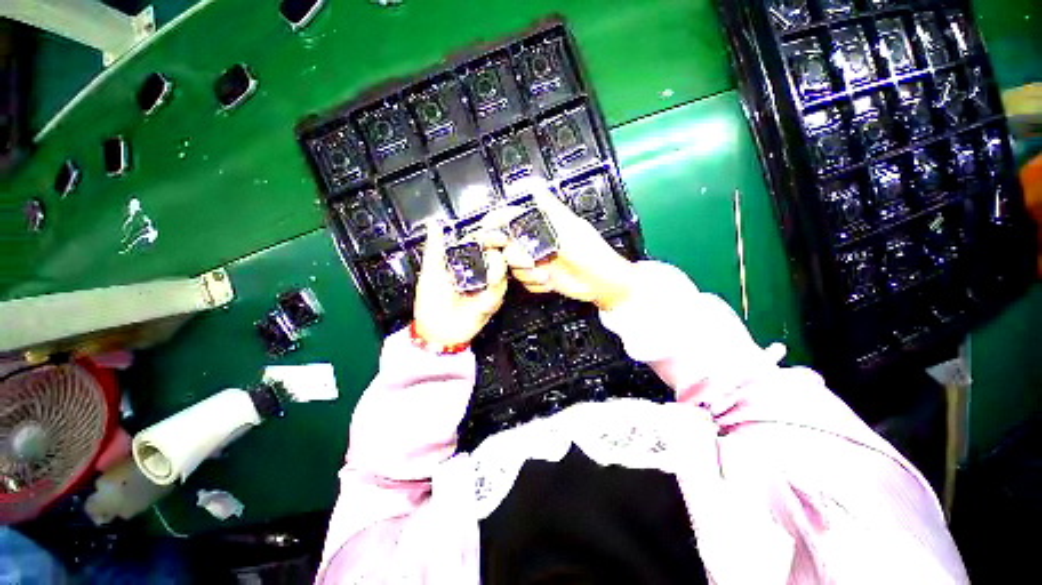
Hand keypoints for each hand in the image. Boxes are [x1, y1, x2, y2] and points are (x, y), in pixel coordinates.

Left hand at [413, 222, 508, 347]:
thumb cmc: (430, 302)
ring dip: (496, 272)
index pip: (480, 241)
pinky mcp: (493, 298)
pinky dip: (494, 291)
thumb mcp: (430, 271)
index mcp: (462, 260)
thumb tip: (434, 223)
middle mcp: (477, 270)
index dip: (489, 236)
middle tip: (497, 254)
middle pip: (495, 254)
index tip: (495, 233)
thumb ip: (435, 247)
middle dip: (497, 253)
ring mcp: (487, 284)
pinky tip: (484, 297)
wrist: (439, 331)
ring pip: (501, 270)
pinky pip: (500, 289)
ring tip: (487, 280)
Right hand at [502, 183, 636, 310]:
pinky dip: (535, 283)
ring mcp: (535, 261)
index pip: (509, 221)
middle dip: (516, 256)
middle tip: (531, 261)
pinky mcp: (537, 278)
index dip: (495, 225)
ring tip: (546, 273)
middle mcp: (534, 243)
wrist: (600, 282)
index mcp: (539, 226)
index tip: (491, 232)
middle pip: (506, 247)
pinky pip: (523, 282)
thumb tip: (532, 182)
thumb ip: (548, 206)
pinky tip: (550, 281)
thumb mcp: (569, 225)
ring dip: (528, 272)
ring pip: (513, 267)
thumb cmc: (589, 250)